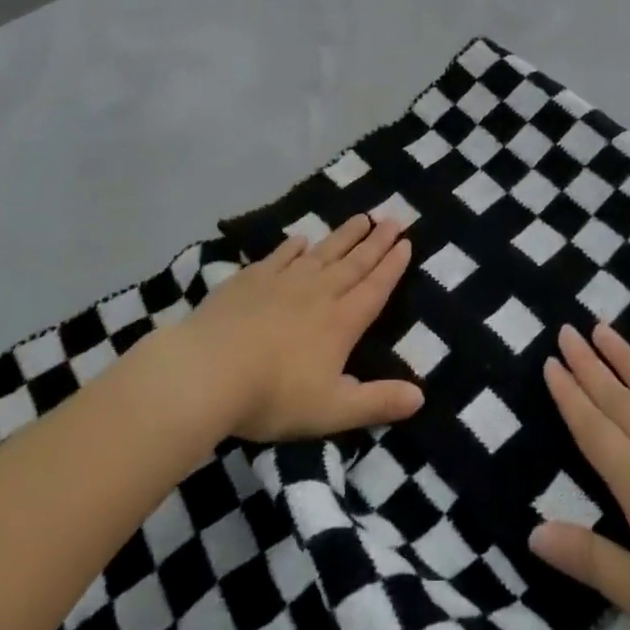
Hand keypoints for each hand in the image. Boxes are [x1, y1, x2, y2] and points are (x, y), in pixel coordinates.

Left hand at [178, 215, 424, 442]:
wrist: (208, 372)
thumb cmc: (273, 396)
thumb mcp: (333, 410)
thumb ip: (377, 402)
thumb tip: (421, 396)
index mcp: (340, 322)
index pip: (374, 288)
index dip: (392, 266)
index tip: (406, 242)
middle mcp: (317, 293)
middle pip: (353, 263)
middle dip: (375, 242)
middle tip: (392, 219)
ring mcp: (282, 282)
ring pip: (321, 253)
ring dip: (343, 236)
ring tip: (361, 218)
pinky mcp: (250, 280)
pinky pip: (279, 256)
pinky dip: (293, 246)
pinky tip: (300, 239)